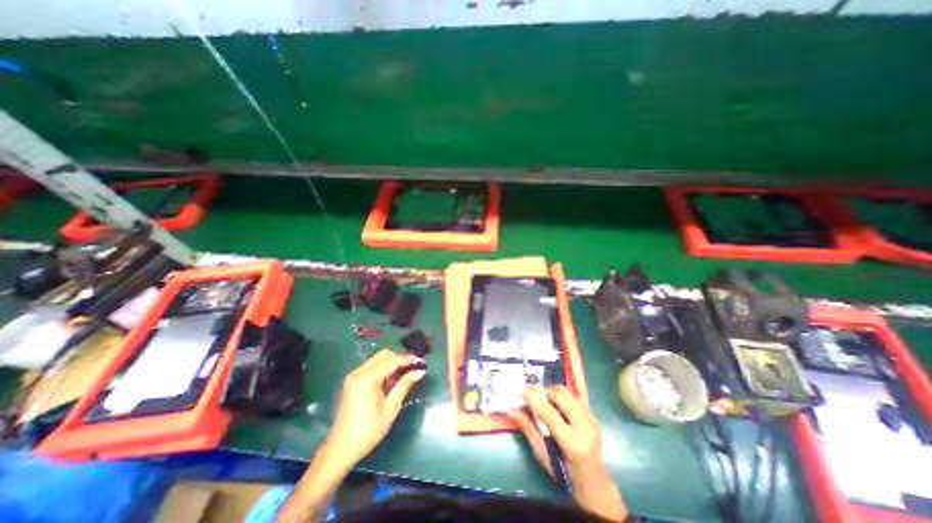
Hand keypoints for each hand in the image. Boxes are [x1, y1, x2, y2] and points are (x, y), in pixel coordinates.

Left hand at [326, 352, 423, 466]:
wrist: (341, 449)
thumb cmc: (369, 431)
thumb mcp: (391, 408)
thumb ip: (405, 385)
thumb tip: (420, 371)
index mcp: (367, 379)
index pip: (392, 360)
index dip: (408, 359)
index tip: (422, 362)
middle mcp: (359, 372)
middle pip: (384, 355)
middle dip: (400, 359)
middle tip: (414, 367)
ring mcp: (354, 375)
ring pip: (378, 359)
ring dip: (393, 363)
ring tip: (406, 373)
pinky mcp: (353, 381)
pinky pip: (372, 366)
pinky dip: (384, 368)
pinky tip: (392, 378)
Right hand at [508, 386, 624, 520]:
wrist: (593, 482)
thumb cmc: (565, 474)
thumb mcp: (543, 454)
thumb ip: (528, 429)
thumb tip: (511, 410)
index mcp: (572, 443)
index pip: (549, 413)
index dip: (534, 398)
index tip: (521, 390)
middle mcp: (585, 427)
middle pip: (560, 396)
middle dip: (542, 390)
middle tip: (529, 391)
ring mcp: (591, 418)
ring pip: (567, 392)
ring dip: (550, 389)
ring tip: (539, 394)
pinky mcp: (592, 414)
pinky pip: (573, 395)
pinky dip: (559, 393)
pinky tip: (551, 395)